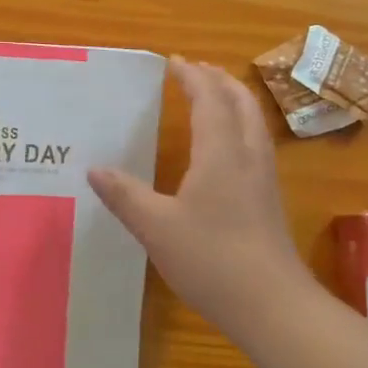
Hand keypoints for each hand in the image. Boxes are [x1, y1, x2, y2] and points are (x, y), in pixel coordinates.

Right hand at [89, 57, 317, 332]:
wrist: (273, 304)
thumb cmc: (211, 259)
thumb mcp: (156, 227)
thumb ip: (124, 195)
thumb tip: (94, 169)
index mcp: (221, 153)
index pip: (209, 99)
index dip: (192, 77)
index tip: (174, 62)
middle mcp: (248, 156)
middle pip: (241, 103)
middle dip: (219, 81)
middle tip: (196, 71)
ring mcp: (264, 179)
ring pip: (254, 123)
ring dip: (234, 100)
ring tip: (215, 97)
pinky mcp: (270, 201)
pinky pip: (257, 144)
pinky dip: (241, 126)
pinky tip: (229, 148)